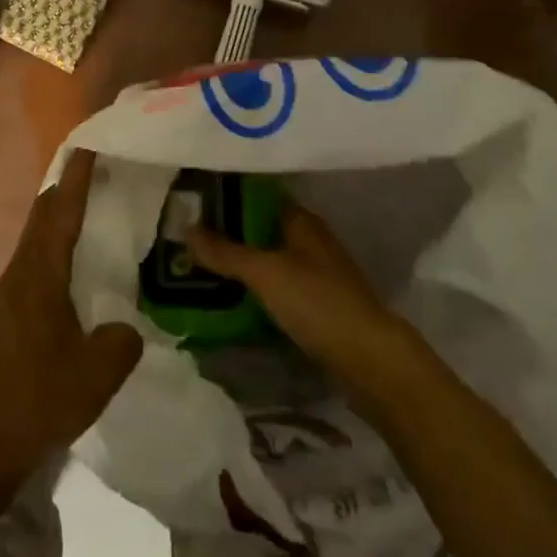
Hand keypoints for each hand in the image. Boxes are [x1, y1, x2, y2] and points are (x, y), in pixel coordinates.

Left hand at [0, 151, 142, 488]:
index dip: (78, 178)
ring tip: (88, 213)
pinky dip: (52, 249)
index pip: (62, 212)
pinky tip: (70, 271)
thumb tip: (125, 328)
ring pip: (34, 240)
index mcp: (40, 274)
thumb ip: (122, 341)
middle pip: (42, 217)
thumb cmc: (37, 399)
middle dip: (66, 189)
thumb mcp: (97, 373)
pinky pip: (32, 264)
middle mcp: (20, 274)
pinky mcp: (4, 317)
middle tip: (97, 173)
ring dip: (57, 220)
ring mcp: (7, 296)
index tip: (91, 146)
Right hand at [186, 201, 409, 397]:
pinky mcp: (315, 306)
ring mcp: (314, 274)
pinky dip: (252, 289)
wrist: (371, 361)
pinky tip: (227, 298)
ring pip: (266, 259)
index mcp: (301, 220)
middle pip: (259, 228)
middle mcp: (308, 241)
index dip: (225, 196)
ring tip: (196, 267)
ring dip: (238, 264)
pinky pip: (274, 287)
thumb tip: (186, 228)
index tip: (190, 201)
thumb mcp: (265, 272)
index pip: (257, 195)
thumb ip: (225, 252)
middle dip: (226, 233)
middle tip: (185, 237)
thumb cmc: (317, 302)